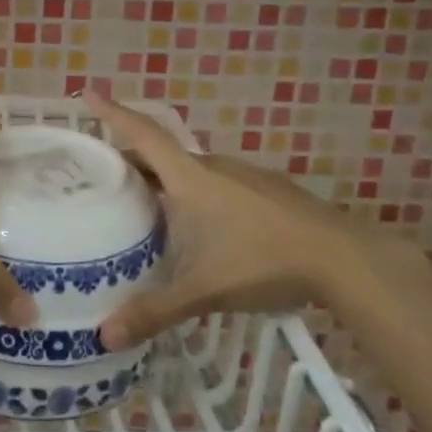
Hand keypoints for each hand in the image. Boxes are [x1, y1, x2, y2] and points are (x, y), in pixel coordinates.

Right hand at [84, 91, 374, 349]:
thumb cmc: (263, 262)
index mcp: (190, 178)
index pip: (143, 135)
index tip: (88, 93)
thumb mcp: (203, 290)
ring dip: (164, 181)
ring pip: (191, 171)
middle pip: (161, 155)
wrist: (344, 258)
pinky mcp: (267, 190)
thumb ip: (154, 312)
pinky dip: (195, 194)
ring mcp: (244, 175)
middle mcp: (213, 167)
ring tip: (146, 207)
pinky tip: (201, 227)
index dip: (113, 113)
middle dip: (130, 161)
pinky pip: (216, 183)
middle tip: (102, 177)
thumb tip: (103, 337)